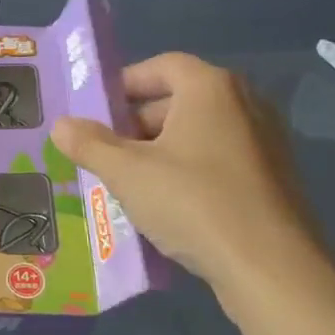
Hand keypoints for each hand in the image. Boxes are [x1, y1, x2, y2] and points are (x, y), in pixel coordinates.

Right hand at [51, 53, 334, 313]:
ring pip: (199, 133)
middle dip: (137, 123)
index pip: (161, 66)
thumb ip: (90, 144)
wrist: (271, 268)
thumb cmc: (193, 203)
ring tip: (129, 181)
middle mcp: (245, 103)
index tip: (96, 111)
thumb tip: (61, 125)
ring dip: (160, 150)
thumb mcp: (127, 173)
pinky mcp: (273, 177)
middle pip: (180, 99)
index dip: (124, 84)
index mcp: (211, 88)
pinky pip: (219, 159)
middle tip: (105, 152)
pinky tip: (167, 204)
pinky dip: (189, 170)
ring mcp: (265, 141)